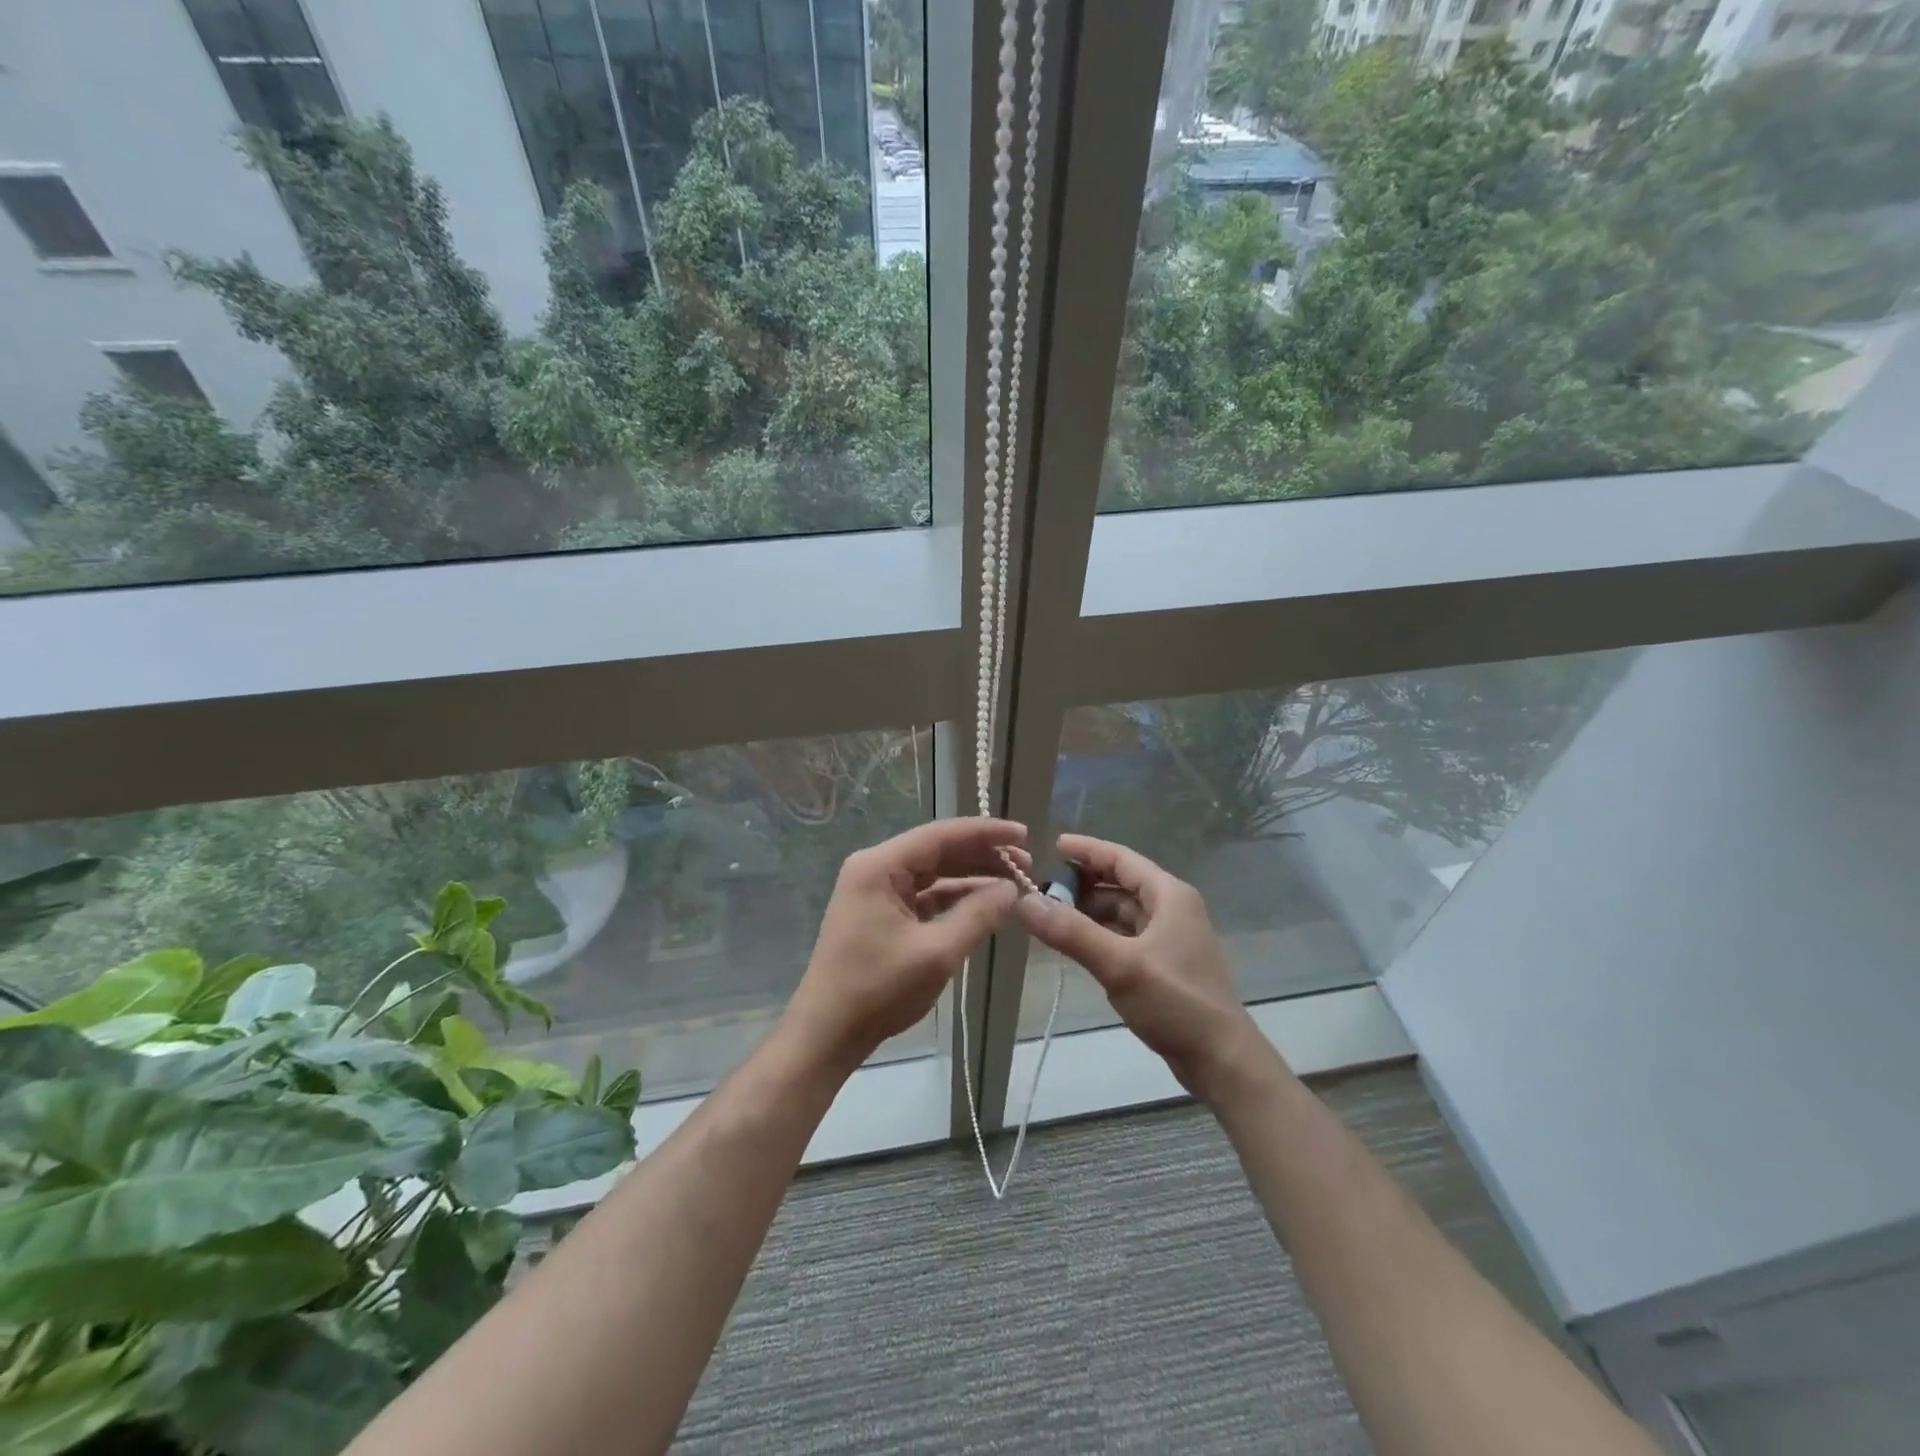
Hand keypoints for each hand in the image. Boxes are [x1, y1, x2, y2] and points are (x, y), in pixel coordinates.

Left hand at [783, 818, 1026, 1073]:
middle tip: (1028, 865)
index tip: (1024, 834)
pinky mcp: (880, 913)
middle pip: (938, 850)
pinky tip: (985, 904)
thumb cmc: (878, 990)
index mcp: (879, 866)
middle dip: (983, 855)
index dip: (986, 832)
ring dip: (972, 877)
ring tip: (1014, 883)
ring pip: (933, 873)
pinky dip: (954, 898)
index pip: (941, 835)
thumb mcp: (937, 953)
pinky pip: (924, 895)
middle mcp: (875, 869)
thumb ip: (978, 915)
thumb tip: (1012, 890)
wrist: (827, 1034)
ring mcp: (876, 891)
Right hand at [1015, 833, 1273, 1102]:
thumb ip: (1071, 932)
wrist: (1221, 1060)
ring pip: (1122, 911)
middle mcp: (1172, 909)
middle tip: (1041, 887)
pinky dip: (1100, 933)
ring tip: (1050, 914)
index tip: (1050, 845)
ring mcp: (1170, 938)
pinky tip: (1076, 943)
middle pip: (1120, 883)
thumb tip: (1023, 901)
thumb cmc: (1176, 1002)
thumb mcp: (1120, 965)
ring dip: (1089, 909)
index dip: (1085, 850)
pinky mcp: (1164, 964)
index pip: (1120, 858)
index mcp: (1169, 896)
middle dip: (1082, 882)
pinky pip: (1125, 935)